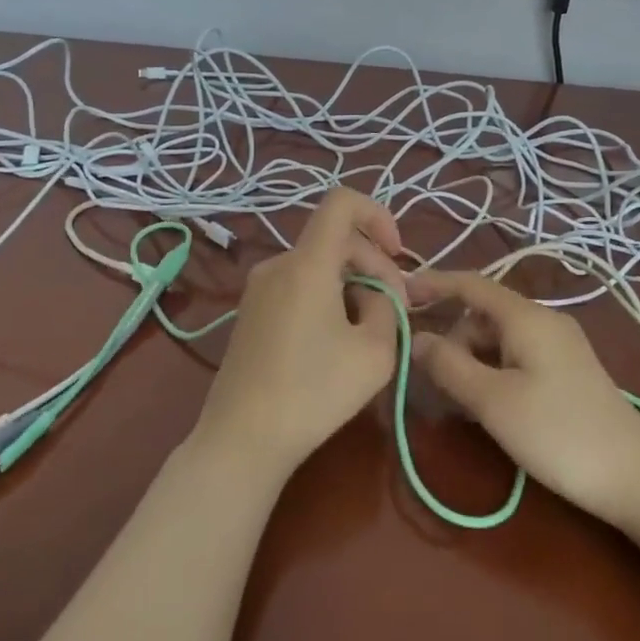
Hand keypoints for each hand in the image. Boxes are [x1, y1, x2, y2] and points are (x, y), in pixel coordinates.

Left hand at [191, 189, 407, 480]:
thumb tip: (377, 292)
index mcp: (307, 262)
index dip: (377, 214)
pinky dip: (325, 296)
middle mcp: (278, 264)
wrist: (241, 439)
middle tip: (395, 309)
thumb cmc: (314, 392)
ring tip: (369, 329)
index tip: (397, 254)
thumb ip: (387, 306)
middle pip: (334, 239)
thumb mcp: (375, 351)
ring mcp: (258, 288)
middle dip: (373, 264)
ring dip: (351, 283)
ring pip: (317, 264)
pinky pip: (297, 284)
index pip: (342, 202)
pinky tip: (335, 340)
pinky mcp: (250, 312)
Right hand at [407, 270, 639, 527]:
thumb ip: (449, 366)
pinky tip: (483, 407)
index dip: (432, 285)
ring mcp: (559, 347)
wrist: (636, 477)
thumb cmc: (558, 433)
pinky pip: (516, 358)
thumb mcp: (493, 401)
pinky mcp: (567, 373)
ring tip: (452, 401)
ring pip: (498, 340)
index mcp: (527, 316)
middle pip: (482, 315)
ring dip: (469, 361)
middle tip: (426, 378)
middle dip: (450, 338)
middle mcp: (543, 321)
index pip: (470, 284)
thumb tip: (415, 339)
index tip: (396, 295)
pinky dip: (491, 373)